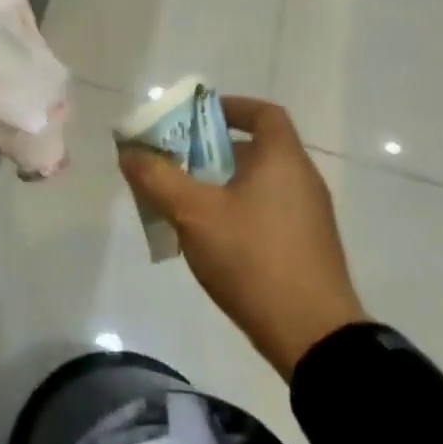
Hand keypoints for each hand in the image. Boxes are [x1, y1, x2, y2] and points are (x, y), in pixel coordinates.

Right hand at [118, 96, 366, 377]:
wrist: (313, 336)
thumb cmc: (253, 258)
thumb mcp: (193, 213)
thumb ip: (157, 177)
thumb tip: (129, 150)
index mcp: (283, 159)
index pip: (263, 113)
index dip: (230, 107)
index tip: (196, 117)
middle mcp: (302, 180)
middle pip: (255, 149)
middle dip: (212, 150)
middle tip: (176, 161)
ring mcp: (309, 216)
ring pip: (259, 183)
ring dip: (221, 184)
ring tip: (184, 201)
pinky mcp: (307, 247)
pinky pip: (267, 212)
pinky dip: (238, 210)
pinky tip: (210, 237)